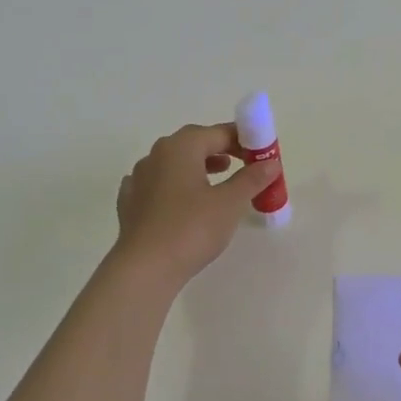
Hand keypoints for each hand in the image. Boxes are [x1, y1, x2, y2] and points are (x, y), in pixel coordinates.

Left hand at [113, 124, 280, 284]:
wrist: (144, 268)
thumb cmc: (191, 229)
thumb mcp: (230, 203)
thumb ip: (251, 179)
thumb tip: (270, 163)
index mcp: (181, 147)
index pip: (218, 133)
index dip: (244, 140)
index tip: (261, 155)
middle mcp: (156, 155)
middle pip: (193, 143)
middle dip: (220, 149)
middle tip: (242, 163)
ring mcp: (138, 178)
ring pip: (173, 163)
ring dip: (198, 167)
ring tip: (218, 180)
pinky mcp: (130, 202)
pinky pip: (158, 184)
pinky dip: (175, 186)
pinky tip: (183, 201)